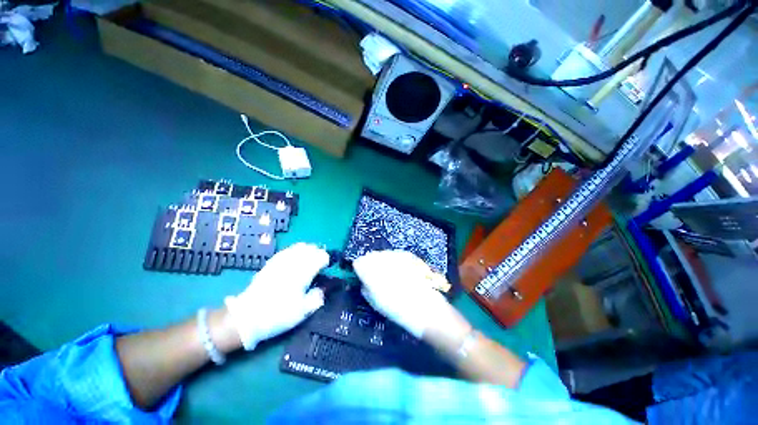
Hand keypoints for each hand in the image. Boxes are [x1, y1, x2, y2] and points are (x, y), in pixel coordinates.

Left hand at [225, 243, 328, 349]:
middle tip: (319, 262)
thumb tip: (322, 290)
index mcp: (303, 273)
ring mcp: (281, 261)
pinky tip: (294, 257)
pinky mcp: (271, 263)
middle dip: (318, 253)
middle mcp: (293, 263)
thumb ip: (316, 298)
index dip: (326, 260)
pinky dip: (295, 251)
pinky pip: (286, 250)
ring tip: (309, 258)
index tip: (326, 267)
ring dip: (307, 250)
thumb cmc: (278, 314)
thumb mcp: (302, 312)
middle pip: (310, 248)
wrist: (246, 317)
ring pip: (298, 247)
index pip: (320, 256)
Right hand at [353, 250, 466, 338]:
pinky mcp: (407, 255)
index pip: (358, 262)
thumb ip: (365, 287)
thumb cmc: (396, 308)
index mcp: (370, 270)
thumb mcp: (374, 302)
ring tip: (390, 274)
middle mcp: (381, 258)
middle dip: (371, 264)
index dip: (360, 269)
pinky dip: (394, 260)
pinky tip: (400, 271)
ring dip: (382, 262)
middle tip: (376, 276)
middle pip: (370, 256)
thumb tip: (364, 280)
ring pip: (383, 254)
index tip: (363, 277)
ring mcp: (395, 254)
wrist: (424, 307)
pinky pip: (395, 254)